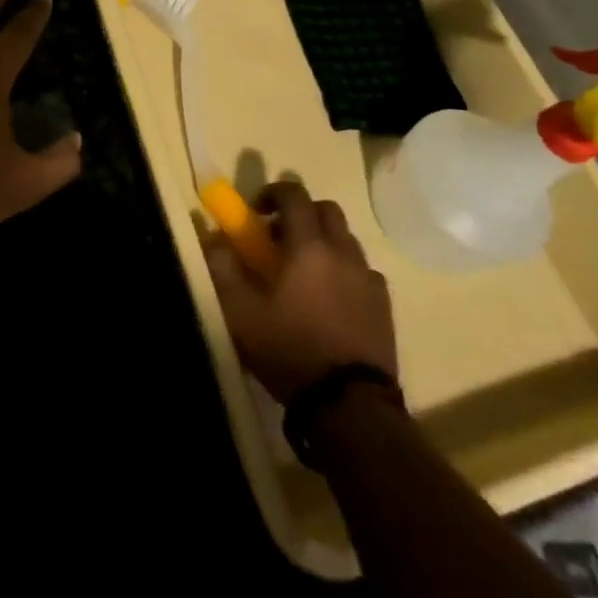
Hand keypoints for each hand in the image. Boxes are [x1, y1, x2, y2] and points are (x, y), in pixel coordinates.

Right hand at [202, 181, 397, 403]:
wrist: (349, 405)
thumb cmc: (289, 349)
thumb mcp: (239, 311)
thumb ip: (222, 266)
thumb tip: (213, 236)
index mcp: (308, 245)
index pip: (294, 194)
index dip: (273, 193)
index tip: (256, 211)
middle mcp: (343, 251)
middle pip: (326, 209)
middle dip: (301, 213)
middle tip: (279, 239)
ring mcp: (368, 278)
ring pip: (346, 239)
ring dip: (324, 242)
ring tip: (304, 272)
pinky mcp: (384, 305)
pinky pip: (363, 271)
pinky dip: (344, 270)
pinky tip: (331, 299)